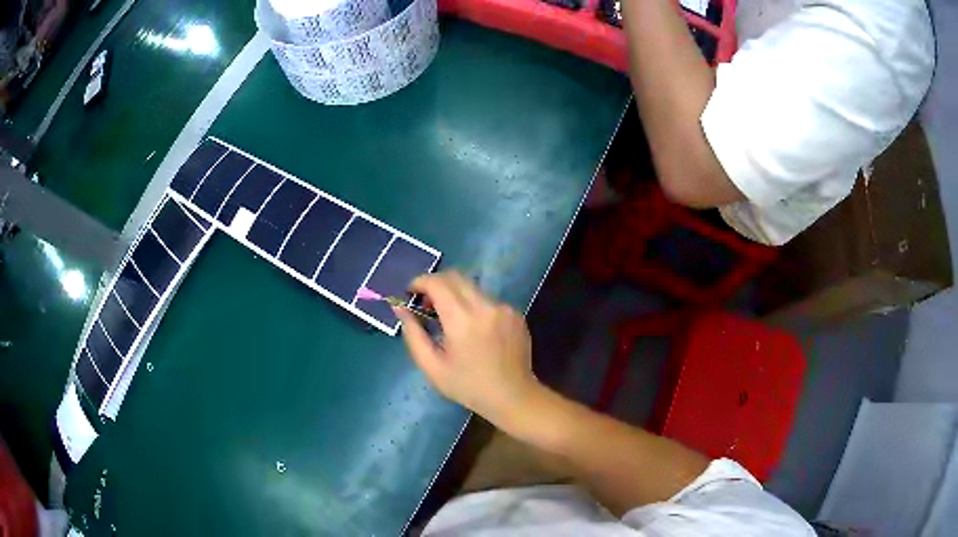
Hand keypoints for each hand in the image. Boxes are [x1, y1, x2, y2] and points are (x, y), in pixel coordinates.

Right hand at [395, 271, 540, 427]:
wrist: (513, 397)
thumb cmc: (468, 386)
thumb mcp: (432, 366)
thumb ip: (413, 334)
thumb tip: (400, 307)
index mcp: (462, 320)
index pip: (437, 283)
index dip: (419, 282)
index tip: (410, 292)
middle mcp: (485, 306)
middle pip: (455, 277)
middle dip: (436, 284)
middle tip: (426, 303)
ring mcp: (504, 308)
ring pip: (472, 287)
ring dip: (455, 295)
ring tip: (448, 319)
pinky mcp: (515, 313)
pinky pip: (488, 300)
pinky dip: (474, 306)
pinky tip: (473, 330)